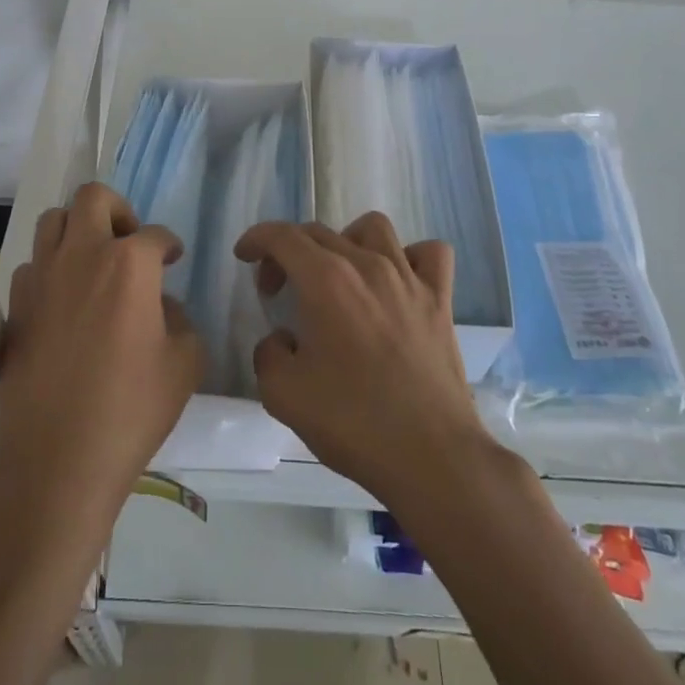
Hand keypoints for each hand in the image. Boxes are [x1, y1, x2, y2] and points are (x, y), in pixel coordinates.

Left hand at [0, 183, 201, 515]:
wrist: (58, 457)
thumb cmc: (132, 408)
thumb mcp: (184, 363)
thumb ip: (181, 320)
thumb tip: (162, 305)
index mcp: (129, 263)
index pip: (155, 234)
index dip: (169, 245)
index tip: (172, 260)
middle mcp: (82, 255)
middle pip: (93, 198)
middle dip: (118, 210)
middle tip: (129, 243)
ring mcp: (42, 277)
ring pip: (53, 221)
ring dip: (78, 231)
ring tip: (92, 264)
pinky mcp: (15, 305)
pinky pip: (33, 265)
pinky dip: (51, 269)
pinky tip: (64, 301)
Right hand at [236, 214, 492, 509]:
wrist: (430, 456)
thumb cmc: (353, 422)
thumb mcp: (283, 394)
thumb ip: (268, 353)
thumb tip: (282, 339)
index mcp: (325, 281)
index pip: (282, 236)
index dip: (256, 239)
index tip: (244, 256)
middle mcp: (367, 265)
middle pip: (319, 232)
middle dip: (287, 252)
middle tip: (278, 289)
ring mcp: (409, 278)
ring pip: (374, 228)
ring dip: (345, 241)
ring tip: (337, 274)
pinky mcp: (440, 299)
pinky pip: (429, 253)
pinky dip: (409, 257)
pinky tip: (397, 281)